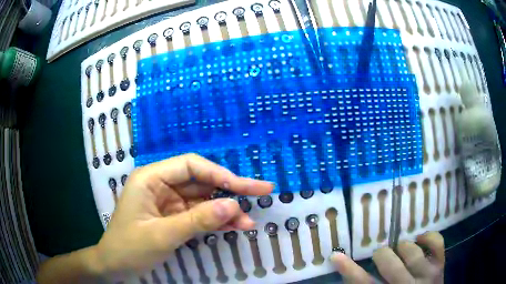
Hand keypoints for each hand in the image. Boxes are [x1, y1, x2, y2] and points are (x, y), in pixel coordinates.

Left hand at [95, 153, 273, 280]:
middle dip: (230, 189)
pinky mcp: (174, 216)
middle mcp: (161, 184)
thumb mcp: (162, 235)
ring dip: (226, 210)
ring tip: (248, 222)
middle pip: (201, 180)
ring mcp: (168, 202)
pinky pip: (199, 214)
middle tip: (262, 190)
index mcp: (151, 178)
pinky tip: (235, 226)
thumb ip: (197, 220)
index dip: (219, 174)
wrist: (115, 265)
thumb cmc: (130, 247)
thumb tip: (234, 206)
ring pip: (203, 199)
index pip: (190, 166)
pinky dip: (216, 221)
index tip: (244, 187)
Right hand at [331, 232, 444, 283]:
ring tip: (401, 251)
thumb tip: (351, 275)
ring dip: (402, 247)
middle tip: (381, 257)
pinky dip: (428, 236)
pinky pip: (436, 242)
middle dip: (381, 256)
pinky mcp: (440, 265)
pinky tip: (420, 239)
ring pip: (411, 251)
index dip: (348, 270)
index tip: (336, 256)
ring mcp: (427, 274)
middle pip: (388, 262)